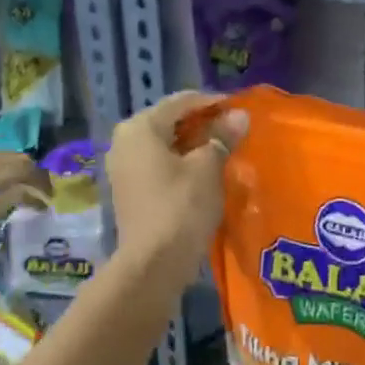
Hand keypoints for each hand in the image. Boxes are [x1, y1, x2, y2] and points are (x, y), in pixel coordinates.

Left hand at [0, 152, 44, 248]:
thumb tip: (20, 197)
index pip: (24, 186)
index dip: (40, 194)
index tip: (46, 205)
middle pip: (21, 164)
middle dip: (38, 176)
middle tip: (44, 192)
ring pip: (7, 156)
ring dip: (24, 168)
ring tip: (28, 183)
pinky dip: (6, 164)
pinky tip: (2, 177)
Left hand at [106, 91, 246, 280]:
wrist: (154, 263)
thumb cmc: (181, 207)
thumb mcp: (208, 167)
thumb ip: (222, 136)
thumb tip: (239, 116)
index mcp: (140, 127)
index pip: (181, 102)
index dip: (213, 102)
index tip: (241, 109)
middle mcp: (124, 141)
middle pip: (170, 121)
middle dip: (203, 123)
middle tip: (235, 130)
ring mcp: (123, 167)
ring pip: (165, 144)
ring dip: (194, 145)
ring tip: (225, 150)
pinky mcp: (130, 190)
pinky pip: (159, 165)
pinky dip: (182, 163)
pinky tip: (206, 172)